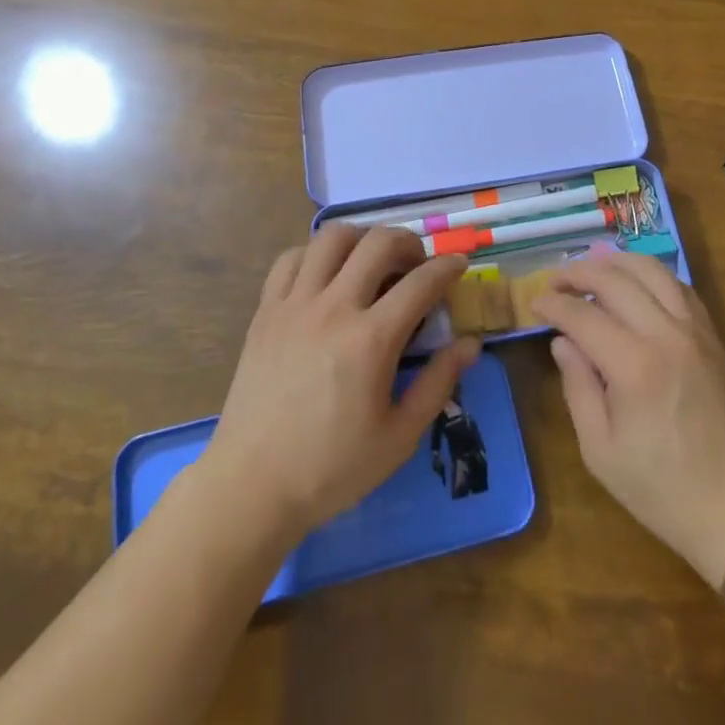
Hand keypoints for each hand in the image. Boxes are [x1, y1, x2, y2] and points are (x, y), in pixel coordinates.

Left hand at [204, 225, 480, 539]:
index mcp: (371, 340)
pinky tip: (326, 274)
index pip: (421, 282)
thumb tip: (471, 343)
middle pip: (378, 243)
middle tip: (417, 262)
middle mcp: (334, 308)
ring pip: (332, 238)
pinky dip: (315, 253)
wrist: (252, 485)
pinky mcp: (265, 310)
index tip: (459, 263)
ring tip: (371, 259)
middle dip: (408, 241)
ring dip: (361, 238)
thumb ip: (438, 383)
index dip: (448, 266)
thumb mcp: (399, 437)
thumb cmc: (332, 468)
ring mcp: (294, 304)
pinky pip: (291, 258)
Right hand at [531, 253, 724, 584]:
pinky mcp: (713, 336)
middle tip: (556, 282)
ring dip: (616, 263)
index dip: (553, 304)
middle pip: (615, 279)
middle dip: (579, 272)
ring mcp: (694, 331)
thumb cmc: (663, 490)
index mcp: (633, 365)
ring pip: (652, 271)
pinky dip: (651, 275)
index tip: (535, 304)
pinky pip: (679, 287)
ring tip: (592, 268)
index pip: (583, 315)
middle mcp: (665, 334)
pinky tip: (636, 284)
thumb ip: (578, 388)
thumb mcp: (601, 451)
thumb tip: (562, 342)